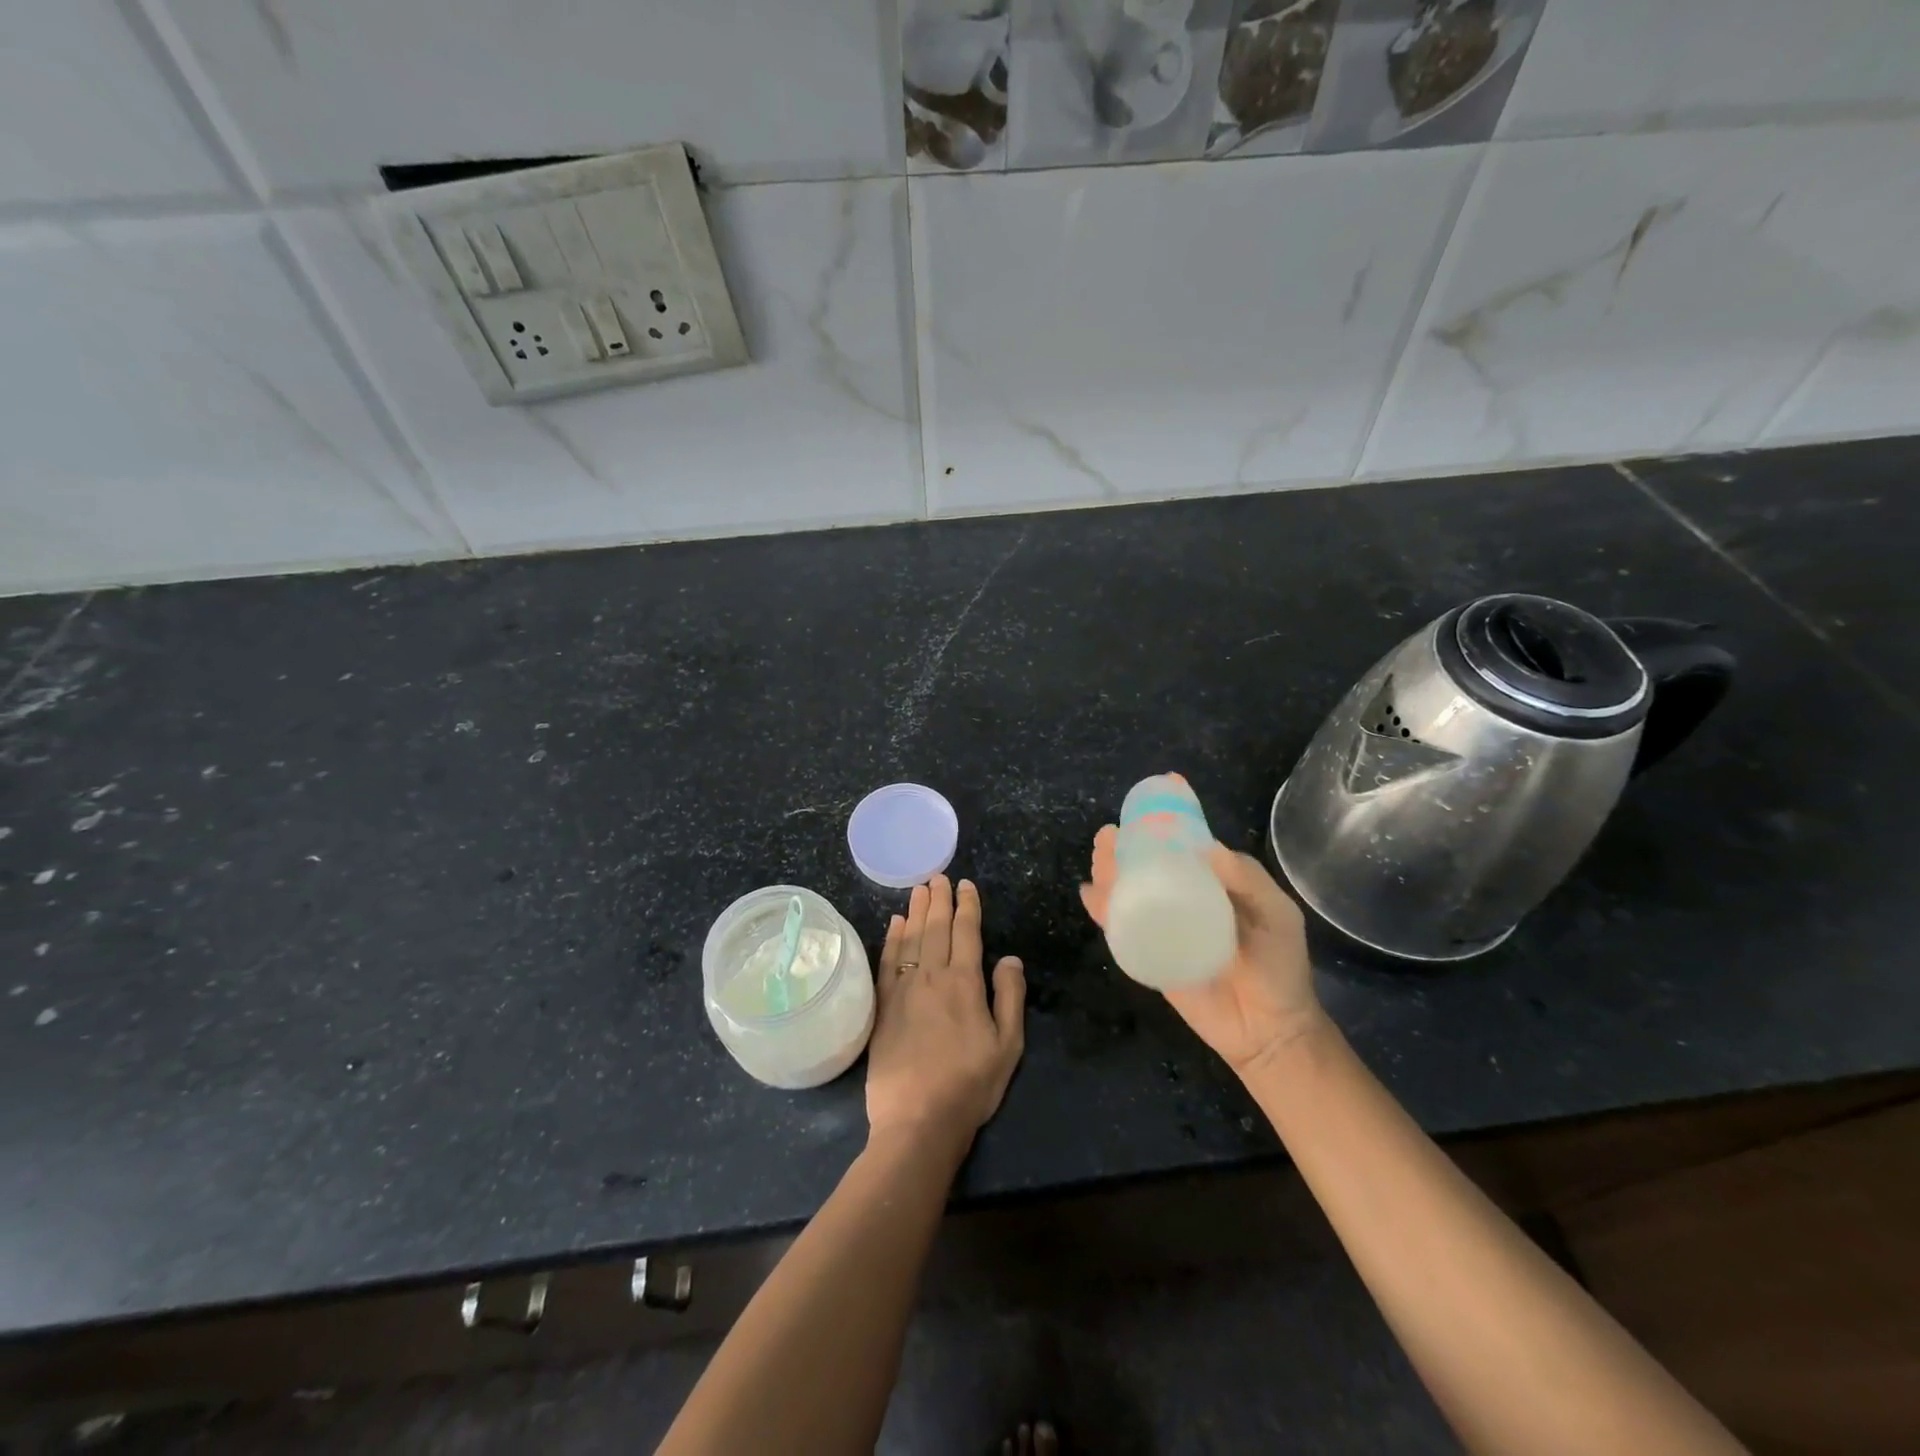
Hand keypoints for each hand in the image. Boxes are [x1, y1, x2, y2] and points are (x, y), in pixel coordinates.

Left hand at [867, 875, 1025, 1147]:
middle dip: (939, 900)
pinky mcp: (882, 1006)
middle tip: (938, 877)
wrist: (917, 1119)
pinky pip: (887, 961)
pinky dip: (891, 938)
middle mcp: (931, 976)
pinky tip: (894, 923)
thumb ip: (1009, 997)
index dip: (967, 906)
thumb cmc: (970, 1085)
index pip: (966, 933)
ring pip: (910, 938)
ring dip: (915, 911)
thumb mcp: (1008, 1046)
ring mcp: (903, 989)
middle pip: (935, 928)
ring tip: (918, 889)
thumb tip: (1010, 957)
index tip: (966, 885)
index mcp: (964, 983)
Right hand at [1080, 826, 1322, 1074]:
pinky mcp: (1149, 957)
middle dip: (1124, 848)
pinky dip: (1102, 911)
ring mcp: (1164, 929)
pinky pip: (1121, 931)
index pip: (1183, 848)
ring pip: (1128, 894)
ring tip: (1100, 857)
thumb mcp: (1277, 915)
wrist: (1269, 1031)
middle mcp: (1183, 901)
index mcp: (1213, 885)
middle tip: (1109, 836)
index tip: (1149, 801)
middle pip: (1146, 868)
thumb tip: (1206, 847)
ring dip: (1108, 872)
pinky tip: (1090, 895)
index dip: (1164, 825)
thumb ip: (1248, 880)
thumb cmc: (1280, 967)